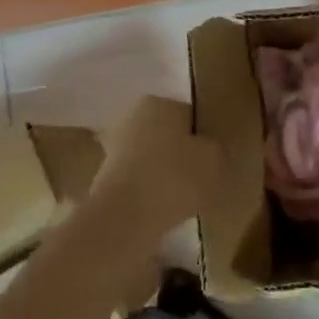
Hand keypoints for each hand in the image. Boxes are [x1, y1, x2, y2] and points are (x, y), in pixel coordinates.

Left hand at [88, 95, 222, 237]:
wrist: (125, 216)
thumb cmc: (174, 176)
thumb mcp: (214, 159)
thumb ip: (215, 150)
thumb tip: (209, 151)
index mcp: (158, 102)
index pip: (189, 114)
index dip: (203, 136)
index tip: (213, 158)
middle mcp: (131, 117)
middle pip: (166, 135)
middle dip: (179, 152)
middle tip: (200, 177)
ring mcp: (112, 147)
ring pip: (149, 158)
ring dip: (162, 173)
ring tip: (183, 198)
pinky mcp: (103, 178)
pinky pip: (137, 181)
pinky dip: (148, 192)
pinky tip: (162, 209)